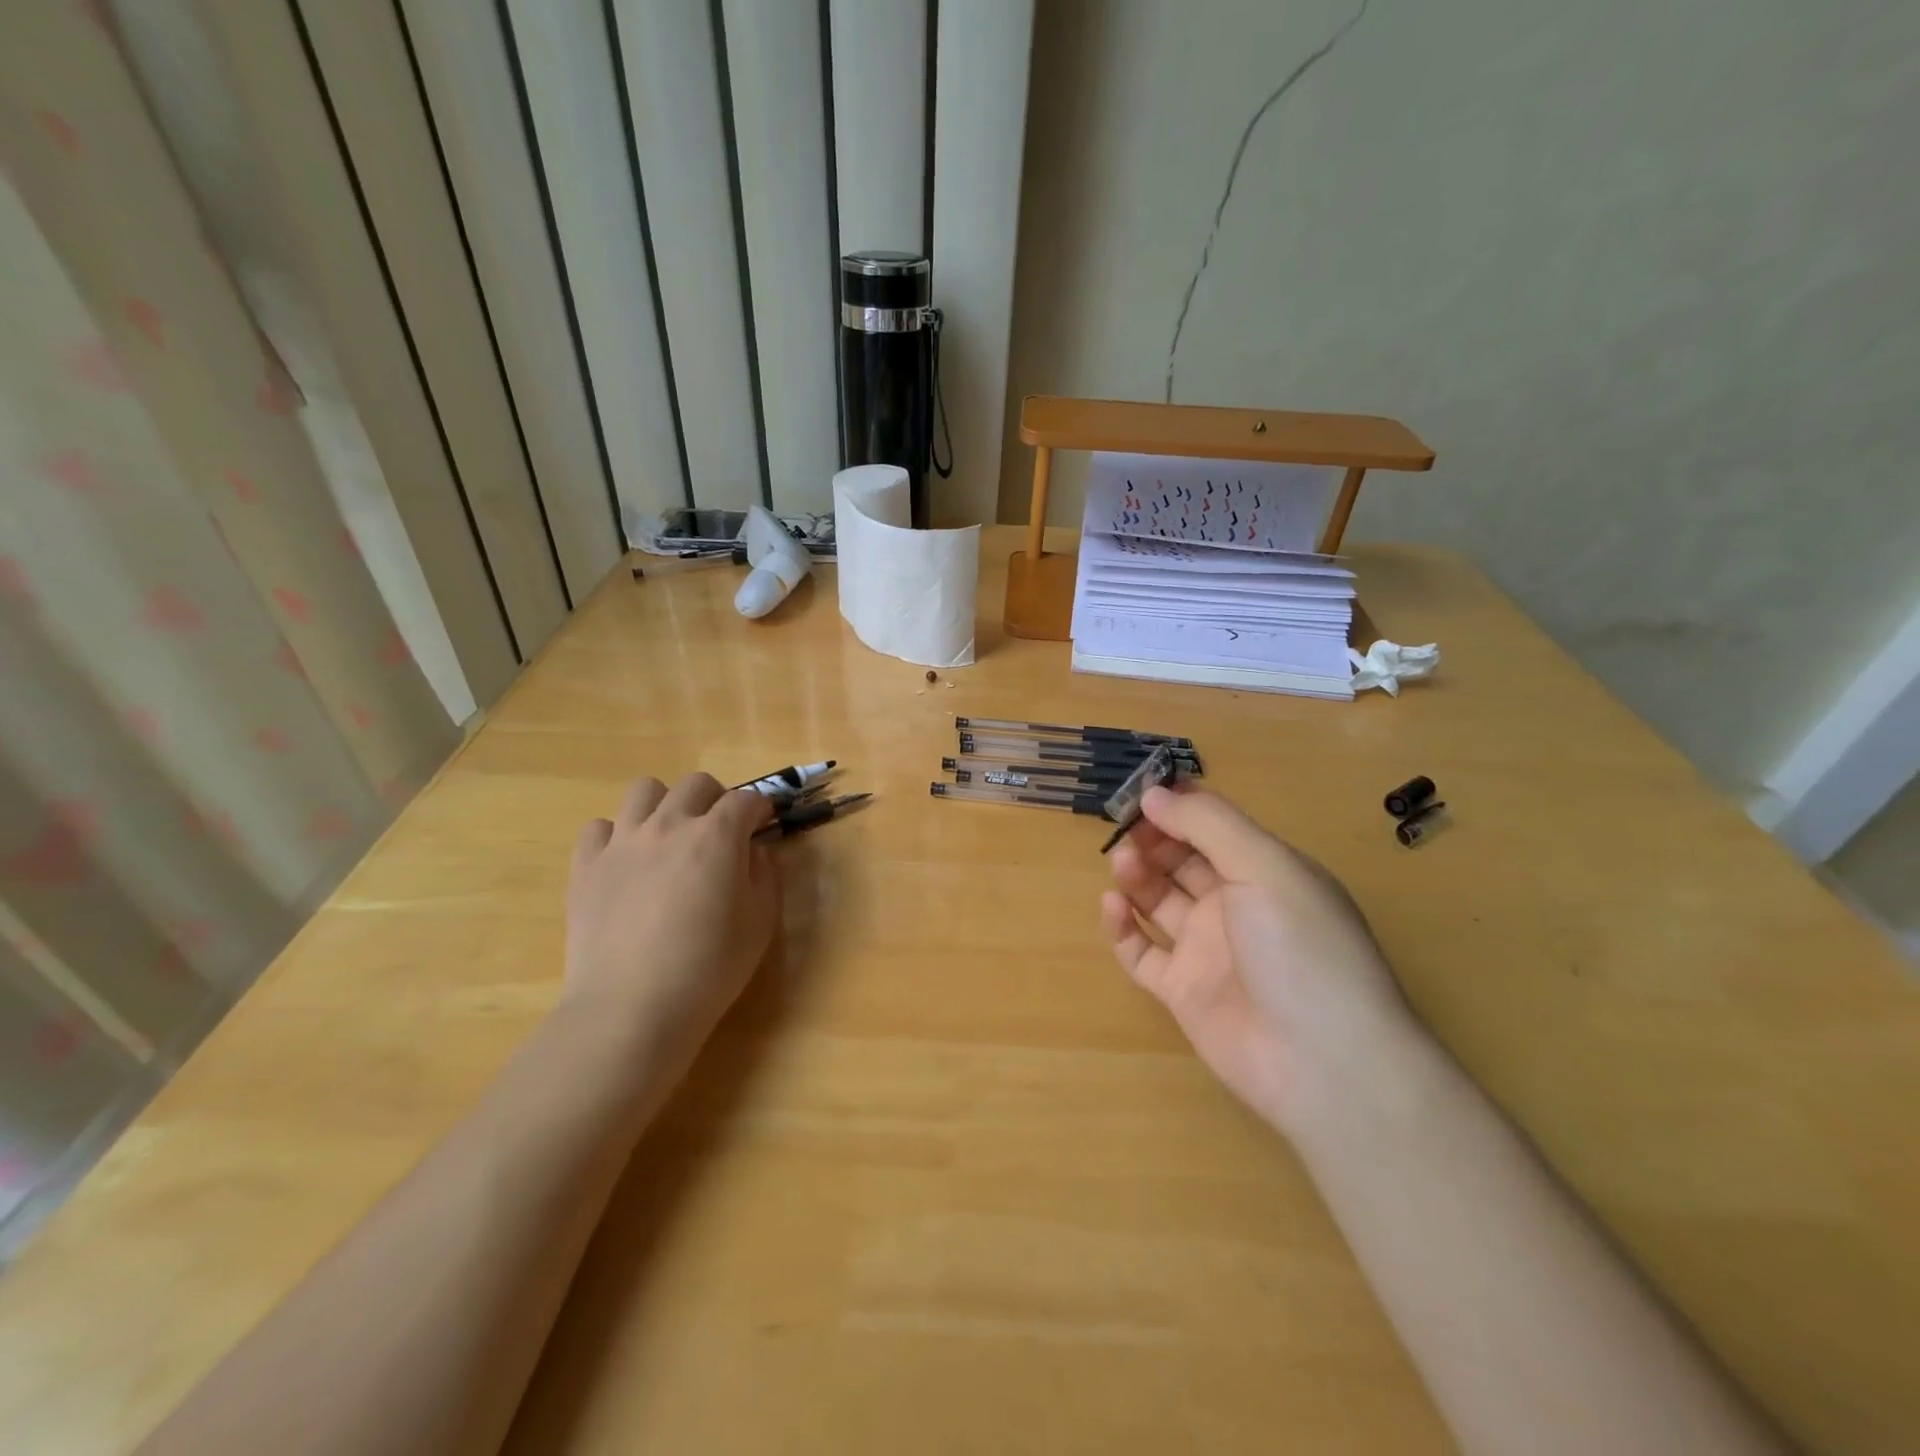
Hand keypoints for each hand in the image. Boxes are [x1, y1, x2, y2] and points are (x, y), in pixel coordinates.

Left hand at [565, 774, 778, 1055]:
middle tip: (722, 831)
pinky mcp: (585, 866)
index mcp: (716, 836)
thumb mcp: (760, 923)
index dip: (760, 810)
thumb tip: (755, 852)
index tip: (765, 825)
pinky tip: (628, 863)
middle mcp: (669, 825)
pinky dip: (618, 836)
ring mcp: (622, 842)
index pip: (746, 800)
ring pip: (644, 790)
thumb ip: (765, 876)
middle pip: (696, 784)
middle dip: (717, 799)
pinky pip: (599, 828)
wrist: (631, 1008)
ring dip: (666, 805)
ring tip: (671, 836)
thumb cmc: (709, 968)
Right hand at [1101, 785, 1420, 1137]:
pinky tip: (1113, 906)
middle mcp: (1236, 906)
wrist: (1324, 1063)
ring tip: (1122, 864)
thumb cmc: (1301, 948)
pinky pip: (1142, 951)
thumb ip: (1208, 824)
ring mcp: (1207, 950)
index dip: (1180, 807)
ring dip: (1137, 876)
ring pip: (1159, 901)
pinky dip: (1123, 927)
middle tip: (1125, 828)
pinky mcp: (1182, 990)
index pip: (1215, 827)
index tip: (1142, 792)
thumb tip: (1155, 792)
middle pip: (1182, 861)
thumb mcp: (1265, 867)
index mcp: (1265, 871)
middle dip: (1153, 839)